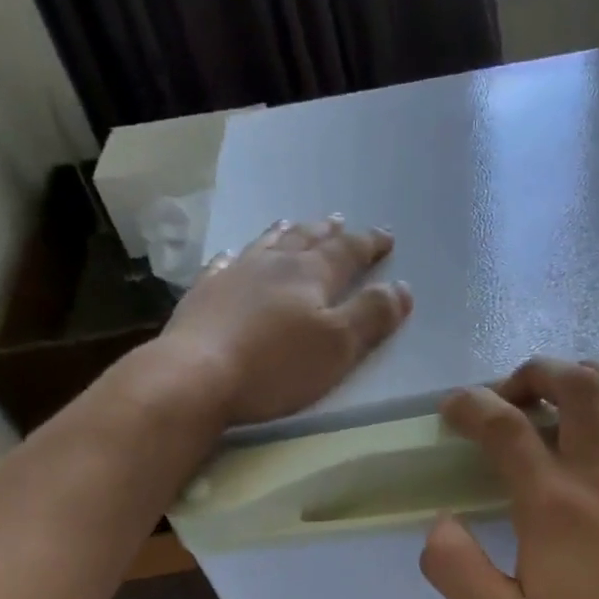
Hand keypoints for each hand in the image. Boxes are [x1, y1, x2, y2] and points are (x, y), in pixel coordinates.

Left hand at [156, 217, 412, 426]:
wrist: (197, 376)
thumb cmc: (277, 366)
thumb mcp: (339, 346)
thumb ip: (372, 315)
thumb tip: (401, 288)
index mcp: (311, 275)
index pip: (348, 252)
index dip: (369, 244)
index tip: (386, 237)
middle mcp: (273, 264)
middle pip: (306, 240)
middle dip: (329, 233)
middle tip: (341, 223)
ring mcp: (234, 275)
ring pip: (266, 244)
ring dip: (286, 234)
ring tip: (294, 224)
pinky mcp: (205, 295)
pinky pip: (224, 264)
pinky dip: (237, 256)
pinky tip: (233, 256)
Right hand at [420, 358, 598, 598]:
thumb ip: (456, 570)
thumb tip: (441, 522)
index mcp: (553, 505)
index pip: (504, 426)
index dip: (470, 406)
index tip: (454, 412)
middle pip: (574, 384)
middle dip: (535, 374)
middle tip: (514, 396)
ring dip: (591, 375)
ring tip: (570, 392)